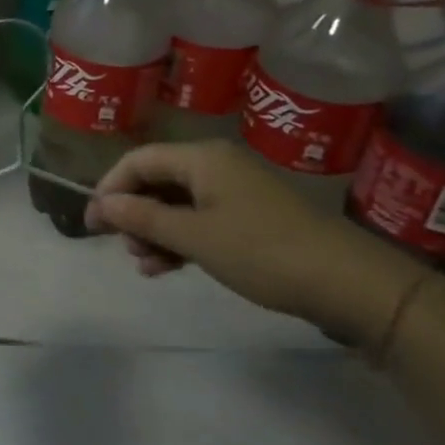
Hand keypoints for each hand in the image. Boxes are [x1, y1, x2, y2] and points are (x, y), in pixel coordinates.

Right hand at [84, 140, 413, 338]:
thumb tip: (101, 205)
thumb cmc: (263, 252)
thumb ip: (142, 218)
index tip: (92, 223)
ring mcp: (237, 192)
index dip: (110, 189)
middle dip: (133, 214)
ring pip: (177, 204)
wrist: (352, 285)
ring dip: (155, 232)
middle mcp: (217, 165)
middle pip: (157, 181)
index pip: (138, 161)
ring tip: (146, 264)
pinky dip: (180, 240)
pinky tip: (168, 268)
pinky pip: (200, 220)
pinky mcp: (252, 217)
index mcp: (202, 158)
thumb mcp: (194, 237)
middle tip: (122, 247)